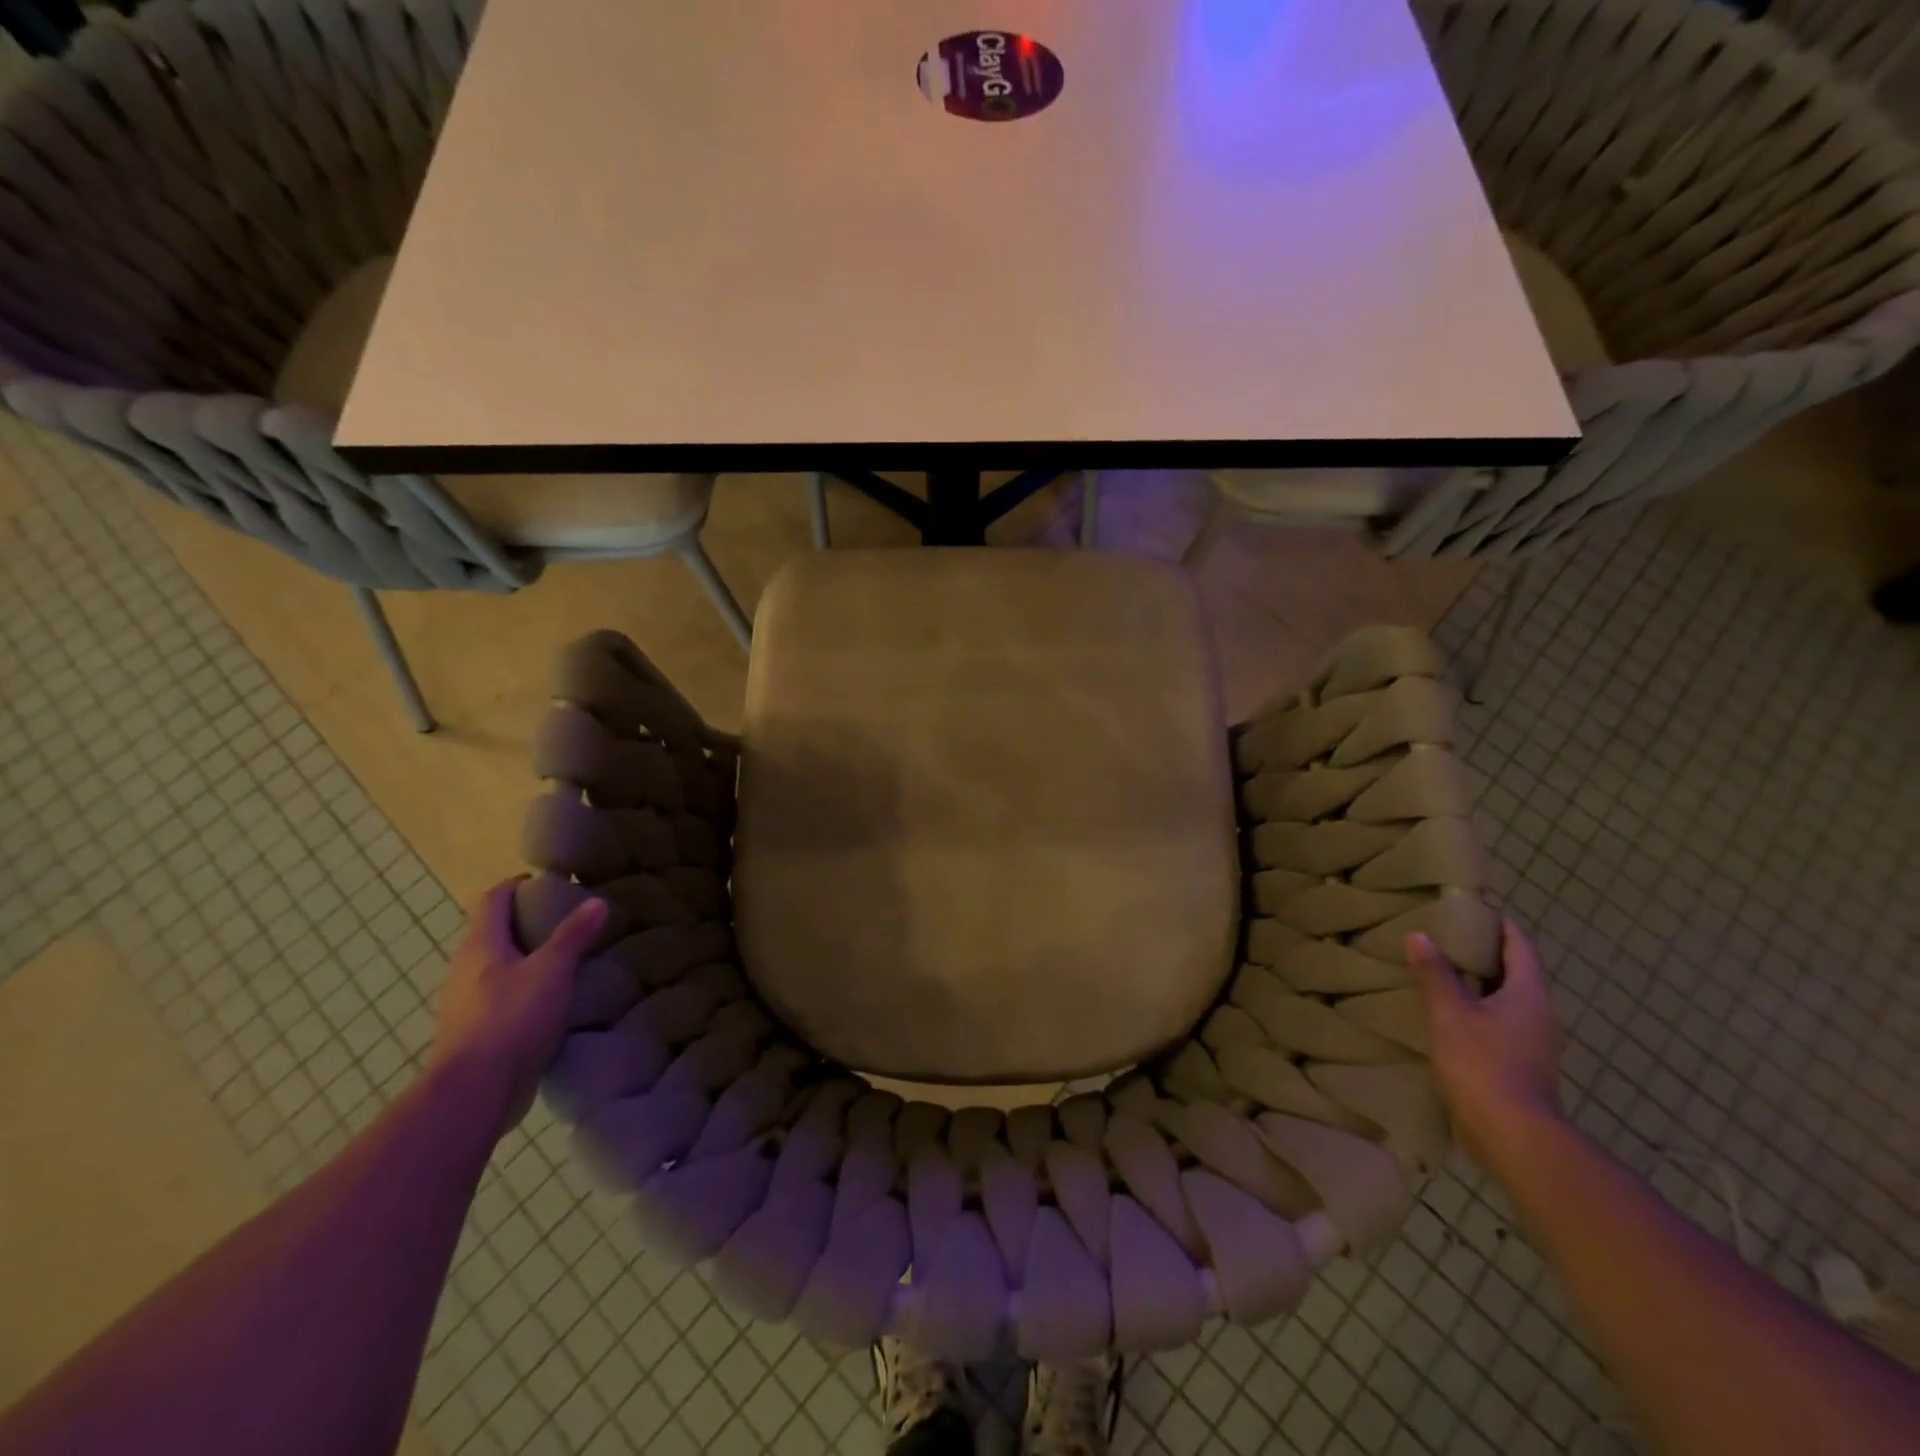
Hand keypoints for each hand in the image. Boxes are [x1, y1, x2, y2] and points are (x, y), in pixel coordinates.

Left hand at [431, 878, 606, 1136]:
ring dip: (526, 958)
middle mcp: (466, 968)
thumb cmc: (512, 1018)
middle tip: (567, 920)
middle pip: (494, 932)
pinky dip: (525, 989)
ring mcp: (466, 1003)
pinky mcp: (475, 1032)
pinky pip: (502, 997)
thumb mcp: (552, 970)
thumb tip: (597, 900)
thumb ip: (574, 935)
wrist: (475, 1091)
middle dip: (526, 922)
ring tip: (566, 959)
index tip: (548, 882)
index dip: (517, 885)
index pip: (493, 899)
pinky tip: (552, 1001)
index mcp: (480, 945)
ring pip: (497, 967)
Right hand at [1408, 919, 1563, 1169]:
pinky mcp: (1519, 1064)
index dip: (1498, 923)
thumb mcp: (1450, 1013)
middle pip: (1514, 971)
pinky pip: (1497, 1023)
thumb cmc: (1484, 1064)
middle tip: (1442, 937)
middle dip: (1482, 953)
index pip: (1520, 945)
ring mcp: (1533, 1042)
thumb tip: (1420, 935)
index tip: (1469, 909)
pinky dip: (1474, 1010)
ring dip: (1476, 983)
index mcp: (1529, 993)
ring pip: (1504, 999)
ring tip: (1437, 972)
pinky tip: (1444, 1014)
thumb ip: (1436, 974)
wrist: (1514, 1135)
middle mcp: (1539, 1013)